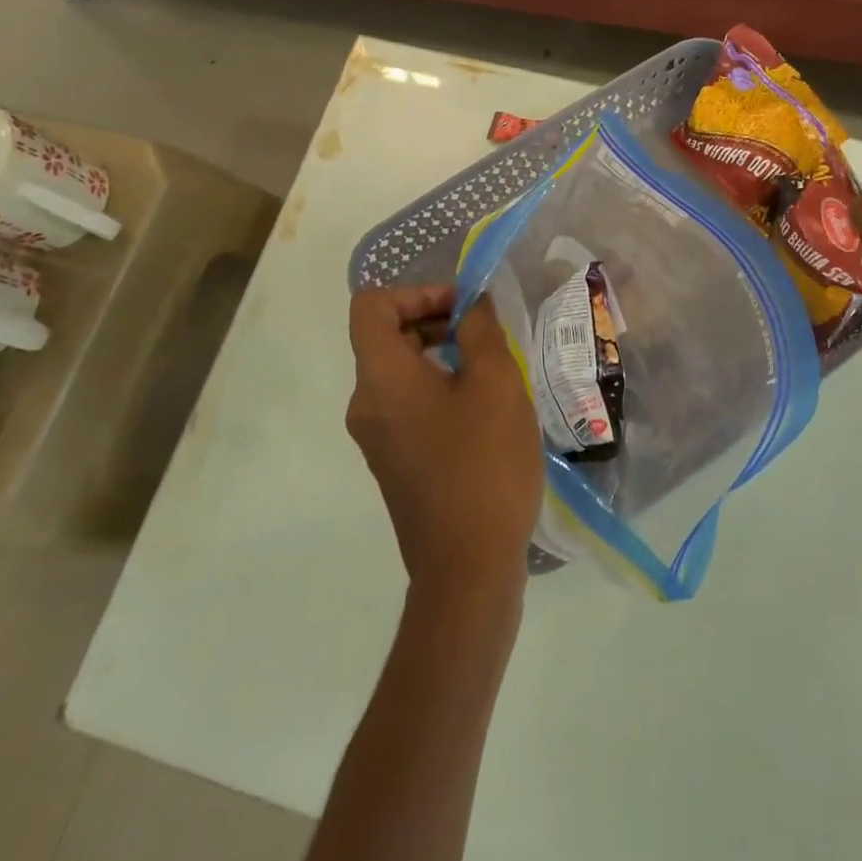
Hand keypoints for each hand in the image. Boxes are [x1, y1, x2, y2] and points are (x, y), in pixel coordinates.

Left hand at [346, 286, 542, 596]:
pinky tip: (483, 408)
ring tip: (491, 366)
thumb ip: (481, 330)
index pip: (371, 307)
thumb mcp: (495, 383)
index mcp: (381, 378)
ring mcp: (377, 438)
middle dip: (434, 319)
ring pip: (399, 371)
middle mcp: (366, 404)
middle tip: (484, 331)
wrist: (468, 569)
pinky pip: (407, 404)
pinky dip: (438, 387)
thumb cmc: (483, 464)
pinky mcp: (394, 463)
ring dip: (440, 353)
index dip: (415, 291)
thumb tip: (471, 303)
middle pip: (384, 337)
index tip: (461, 307)